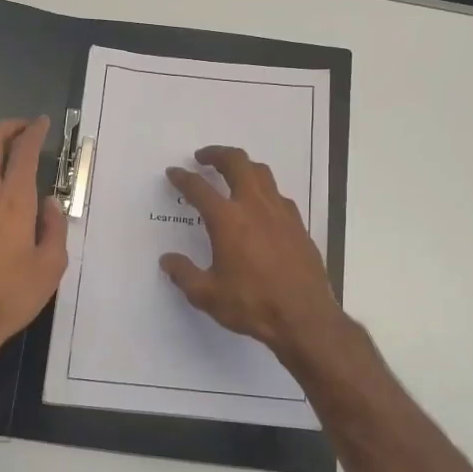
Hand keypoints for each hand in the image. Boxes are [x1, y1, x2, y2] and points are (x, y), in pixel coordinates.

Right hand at [161, 145, 344, 360]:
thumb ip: (184, 274)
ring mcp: (281, 212)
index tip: (174, 172)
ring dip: (243, 166)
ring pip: (262, 173)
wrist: (304, 317)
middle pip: (236, 163)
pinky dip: (264, 190)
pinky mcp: (298, 224)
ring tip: (232, 172)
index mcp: (227, 220)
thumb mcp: (207, 295)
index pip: (199, 188)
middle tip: (203, 157)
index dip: (183, 178)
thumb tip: (168, 260)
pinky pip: (279, 195)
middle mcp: (254, 206)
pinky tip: (260, 205)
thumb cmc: (252, 304)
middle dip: (217, 154)